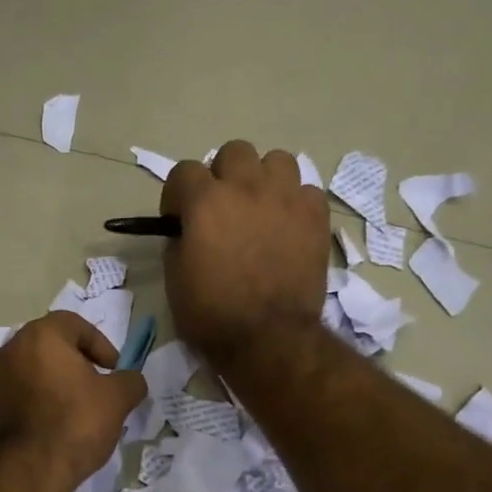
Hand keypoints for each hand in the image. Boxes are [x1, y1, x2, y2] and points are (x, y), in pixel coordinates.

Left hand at [0, 312, 145, 491]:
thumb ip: (130, 381)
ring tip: (81, 406)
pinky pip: (24, 391)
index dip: (100, 344)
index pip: (75, 324)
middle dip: (79, 361)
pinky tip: (59, 422)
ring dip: (60, 380)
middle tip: (99, 384)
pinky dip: (43, 398)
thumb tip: (131, 380)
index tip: (114, 369)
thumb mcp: (117, 399)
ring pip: (37, 368)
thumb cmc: (76, 421)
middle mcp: (13, 349)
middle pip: (53, 345)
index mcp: (41, 335)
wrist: (29, 469)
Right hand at [162, 140, 328, 370]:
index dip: (178, 195)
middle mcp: (246, 187)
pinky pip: (306, 190)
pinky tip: (288, 225)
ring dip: (264, 178)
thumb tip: (187, 230)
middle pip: (234, 152)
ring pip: (277, 160)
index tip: (179, 218)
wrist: (269, 339)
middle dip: (223, 175)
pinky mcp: (315, 217)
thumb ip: (179, 241)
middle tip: (222, 207)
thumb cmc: (212, 314)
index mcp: (205, 202)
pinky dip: (295, 202)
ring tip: (260, 207)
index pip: (184, 171)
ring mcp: (286, 198)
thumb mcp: (175, 278)